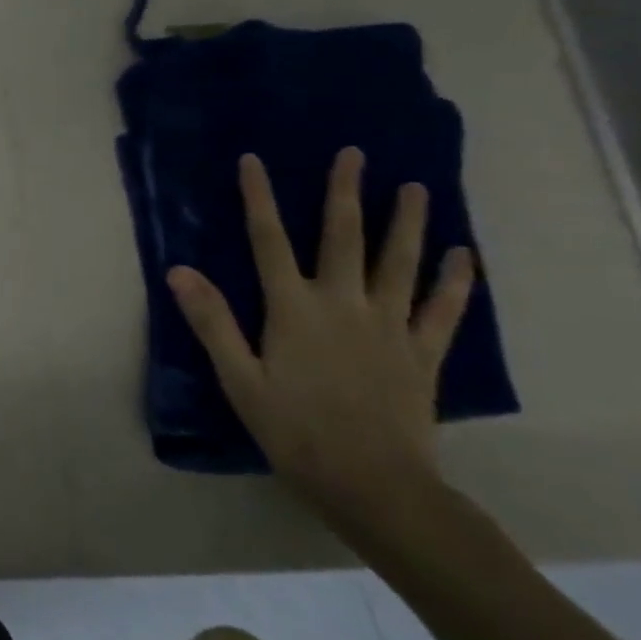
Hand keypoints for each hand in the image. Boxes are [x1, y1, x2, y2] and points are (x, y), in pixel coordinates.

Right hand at [165, 148, 477, 531]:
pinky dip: (453, 282)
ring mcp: (389, 327)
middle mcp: (343, 305)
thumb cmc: (293, 430)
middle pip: (343, 238)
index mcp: (293, 309)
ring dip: (407, 223)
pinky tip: (462, 256)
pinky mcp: (422, 354)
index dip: (259, 198)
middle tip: (354, 154)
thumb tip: (178, 270)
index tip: (254, 160)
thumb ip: (211, 320)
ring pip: (399, 264)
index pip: (269, 240)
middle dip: (345, 193)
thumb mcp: (238, 377)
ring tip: (416, 188)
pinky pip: (442, 311)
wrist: (374, 485)